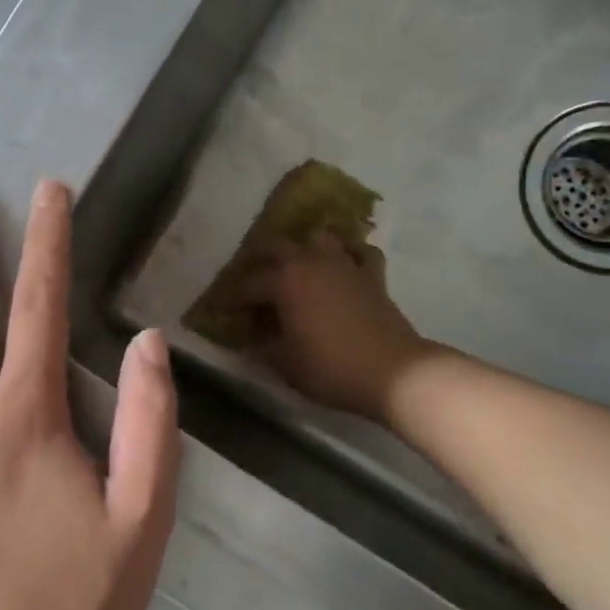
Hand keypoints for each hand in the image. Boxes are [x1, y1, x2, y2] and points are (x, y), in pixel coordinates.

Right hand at [235, 230, 428, 420]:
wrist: (394, 372)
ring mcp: (344, 264)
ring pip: (318, 238)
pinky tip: (342, 264)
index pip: (245, 284)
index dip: (227, 297)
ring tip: (293, 263)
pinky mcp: (371, 275)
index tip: (215, 307)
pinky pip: (358, 252)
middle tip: (247, 279)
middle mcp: (310, 261)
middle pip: (275, 246)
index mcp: (284, 280)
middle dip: (256, 259)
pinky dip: (348, 253)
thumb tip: (252, 338)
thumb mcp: (285, 362)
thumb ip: (263, 345)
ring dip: (302, 246)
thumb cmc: (330, 367)